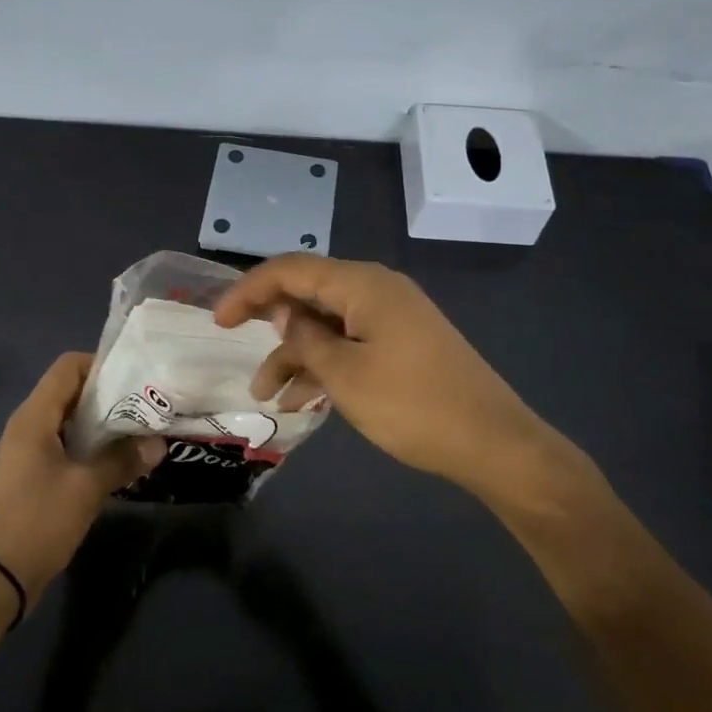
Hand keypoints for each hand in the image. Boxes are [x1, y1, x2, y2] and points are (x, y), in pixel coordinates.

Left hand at [0, 353, 164, 613]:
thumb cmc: (36, 522)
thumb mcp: (86, 489)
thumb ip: (122, 460)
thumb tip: (158, 444)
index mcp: (34, 417)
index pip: (68, 367)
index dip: (102, 365)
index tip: (137, 380)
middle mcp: (27, 426)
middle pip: (70, 393)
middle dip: (109, 397)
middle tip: (147, 408)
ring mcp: (26, 453)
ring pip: (69, 423)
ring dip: (102, 427)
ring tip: (140, 435)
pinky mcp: (30, 477)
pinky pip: (64, 448)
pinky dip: (90, 449)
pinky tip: (118, 466)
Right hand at [214, 254, 598, 494]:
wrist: (494, 442)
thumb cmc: (413, 405)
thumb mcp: (345, 375)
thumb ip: (305, 338)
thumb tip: (283, 313)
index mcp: (362, 284)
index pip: (290, 269)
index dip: (248, 290)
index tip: (218, 321)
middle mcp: (376, 290)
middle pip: (309, 294)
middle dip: (271, 326)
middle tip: (241, 355)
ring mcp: (393, 317)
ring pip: (328, 324)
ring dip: (296, 355)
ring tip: (268, 397)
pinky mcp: (403, 343)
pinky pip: (351, 342)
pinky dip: (325, 364)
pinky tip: (303, 400)